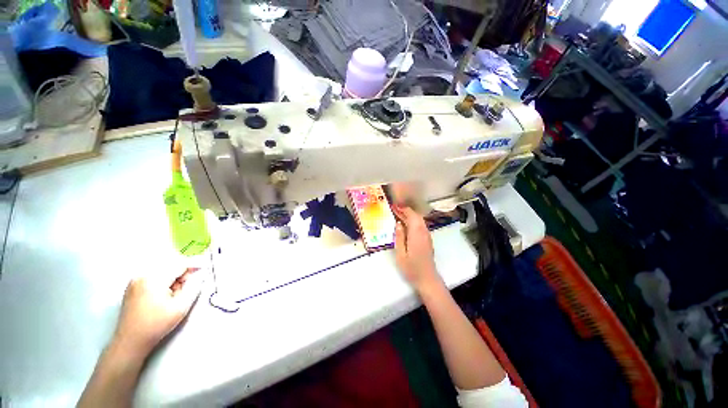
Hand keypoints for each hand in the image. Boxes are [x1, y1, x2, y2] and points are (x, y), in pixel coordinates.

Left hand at [112, 268, 204, 359]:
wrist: (130, 342)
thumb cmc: (157, 325)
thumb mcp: (181, 307)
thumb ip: (194, 287)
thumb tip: (199, 274)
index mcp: (154, 278)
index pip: (179, 264)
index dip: (194, 265)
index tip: (203, 269)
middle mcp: (142, 275)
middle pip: (170, 265)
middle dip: (181, 273)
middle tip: (185, 288)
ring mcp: (134, 280)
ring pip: (162, 271)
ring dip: (172, 278)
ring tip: (174, 294)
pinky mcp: (132, 286)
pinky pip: (153, 276)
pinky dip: (162, 281)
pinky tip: (163, 295)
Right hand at [393, 206, 440, 291]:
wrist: (427, 279)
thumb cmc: (412, 268)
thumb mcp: (401, 254)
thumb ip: (399, 237)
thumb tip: (398, 224)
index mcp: (416, 234)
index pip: (412, 216)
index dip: (404, 209)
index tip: (395, 206)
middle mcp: (424, 232)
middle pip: (417, 217)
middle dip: (407, 211)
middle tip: (396, 209)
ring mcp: (427, 236)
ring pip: (420, 221)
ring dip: (410, 216)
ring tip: (399, 215)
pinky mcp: (428, 240)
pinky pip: (421, 226)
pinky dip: (414, 222)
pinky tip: (407, 225)